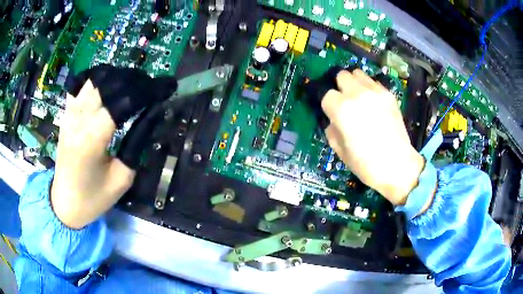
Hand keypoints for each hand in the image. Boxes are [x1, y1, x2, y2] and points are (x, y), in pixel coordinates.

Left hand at [51, 65, 176, 228]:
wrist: (65, 202)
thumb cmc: (94, 198)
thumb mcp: (122, 178)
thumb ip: (137, 143)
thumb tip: (153, 114)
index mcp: (92, 140)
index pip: (124, 100)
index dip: (149, 91)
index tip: (168, 87)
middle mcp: (78, 119)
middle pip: (111, 82)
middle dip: (136, 79)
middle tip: (153, 87)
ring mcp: (70, 113)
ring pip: (96, 77)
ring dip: (119, 75)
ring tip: (134, 84)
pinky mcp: (66, 113)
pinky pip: (81, 83)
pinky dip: (99, 77)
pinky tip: (109, 84)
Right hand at [321, 70, 424, 205]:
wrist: (397, 165)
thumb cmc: (365, 163)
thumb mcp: (340, 150)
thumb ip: (332, 129)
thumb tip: (334, 120)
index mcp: (341, 109)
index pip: (326, 95)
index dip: (328, 105)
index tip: (332, 114)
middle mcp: (357, 94)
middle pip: (341, 75)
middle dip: (340, 87)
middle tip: (344, 101)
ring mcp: (375, 92)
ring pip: (358, 73)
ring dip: (354, 83)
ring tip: (359, 98)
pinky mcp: (389, 95)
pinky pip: (374, 83)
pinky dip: (369, 88)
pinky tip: (373, 103)